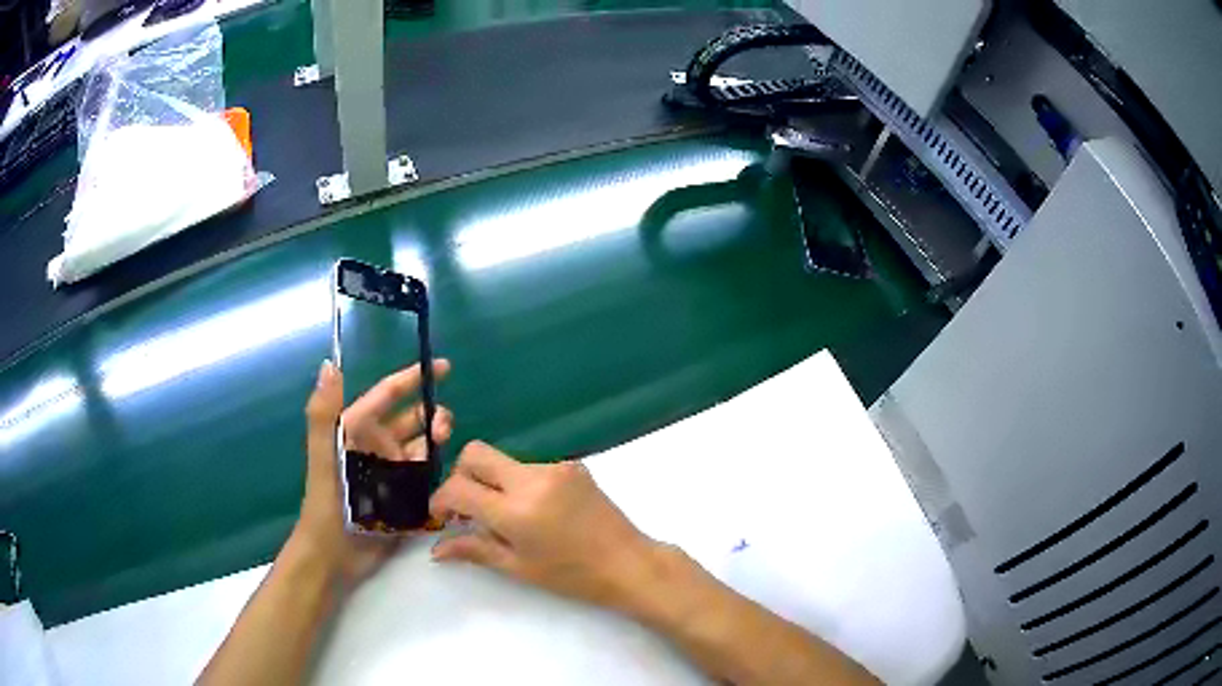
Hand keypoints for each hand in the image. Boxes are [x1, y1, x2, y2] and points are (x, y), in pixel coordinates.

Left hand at [295, 359, 452, 586]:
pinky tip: (451, 477)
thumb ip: (325, 412)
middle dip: (432, 416)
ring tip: (445, 448)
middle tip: (445, 426)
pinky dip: (438, 474)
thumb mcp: (325, 455)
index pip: (388, 395)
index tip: (443, 367)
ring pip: (423, 450)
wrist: (334, 553)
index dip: (412, 378)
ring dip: (436, 444)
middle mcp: (377, 448)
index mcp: (357, 431)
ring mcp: (391, 474)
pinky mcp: (403, 499)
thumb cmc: (327, 501)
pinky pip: (426, 480)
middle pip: (412, 422)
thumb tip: (330, 363)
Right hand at [428, 442, 660, 612]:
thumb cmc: (572, 575)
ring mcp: (554, 467)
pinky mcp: (572, 465)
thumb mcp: (518, 567)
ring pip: (504, 460)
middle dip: (461, 475)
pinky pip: (530, 466)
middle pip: (476, 453)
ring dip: (493, 481)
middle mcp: (532, 478)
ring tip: (505, 516)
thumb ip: (475, 550)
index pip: (458, 487)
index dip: (440, 500)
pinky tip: (535, 510)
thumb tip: (436, 549)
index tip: (441, 516)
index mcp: (516, 509)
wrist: (628, 563)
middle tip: (466, 507)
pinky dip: (519, 483)